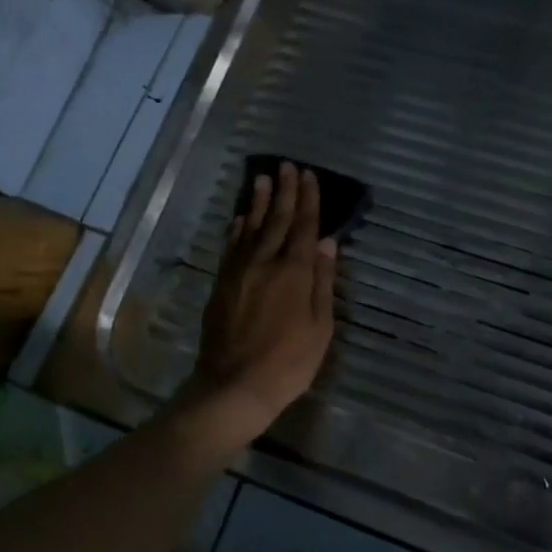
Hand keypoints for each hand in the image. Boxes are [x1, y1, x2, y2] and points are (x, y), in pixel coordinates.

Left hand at [184, 162, 337, 442]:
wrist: (234, 385)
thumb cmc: (288, 363)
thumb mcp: (320, 327)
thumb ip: (324, 282)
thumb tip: (329, 242)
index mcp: (295, 272)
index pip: (305, 227)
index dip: (309, 200)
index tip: (309, 175)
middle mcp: (265, 263)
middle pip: (277, 220)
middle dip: (284, 192)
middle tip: (287, 166)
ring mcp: (239, 271)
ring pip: (251, 228)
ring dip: (259, 202)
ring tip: (263, 179)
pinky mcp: (222, 283)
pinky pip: (231, 246)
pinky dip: (237, 228)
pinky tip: (241, 217)